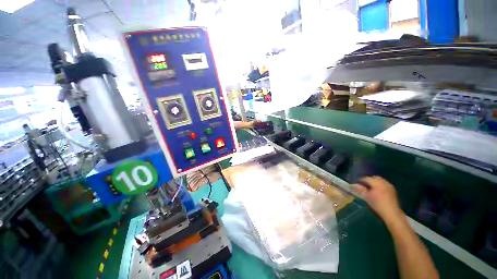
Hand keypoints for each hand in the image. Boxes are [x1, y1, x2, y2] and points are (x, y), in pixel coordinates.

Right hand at [353, 176, 403, 223]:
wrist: (391, 213)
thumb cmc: (377, 205)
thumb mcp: (366, 197)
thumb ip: (360, 189)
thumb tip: (353, 185)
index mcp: (377, 183)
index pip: (366, 178)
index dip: (361, 180)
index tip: (357, 183)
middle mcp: (384, 182)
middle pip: (374, 177)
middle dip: (368, 180)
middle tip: (363, 185)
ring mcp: (389, 185)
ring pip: (380, 180)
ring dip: (374, 182)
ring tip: (370, 187)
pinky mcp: (392, 189)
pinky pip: (384, 183)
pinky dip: (379, 184)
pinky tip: (377, 190)